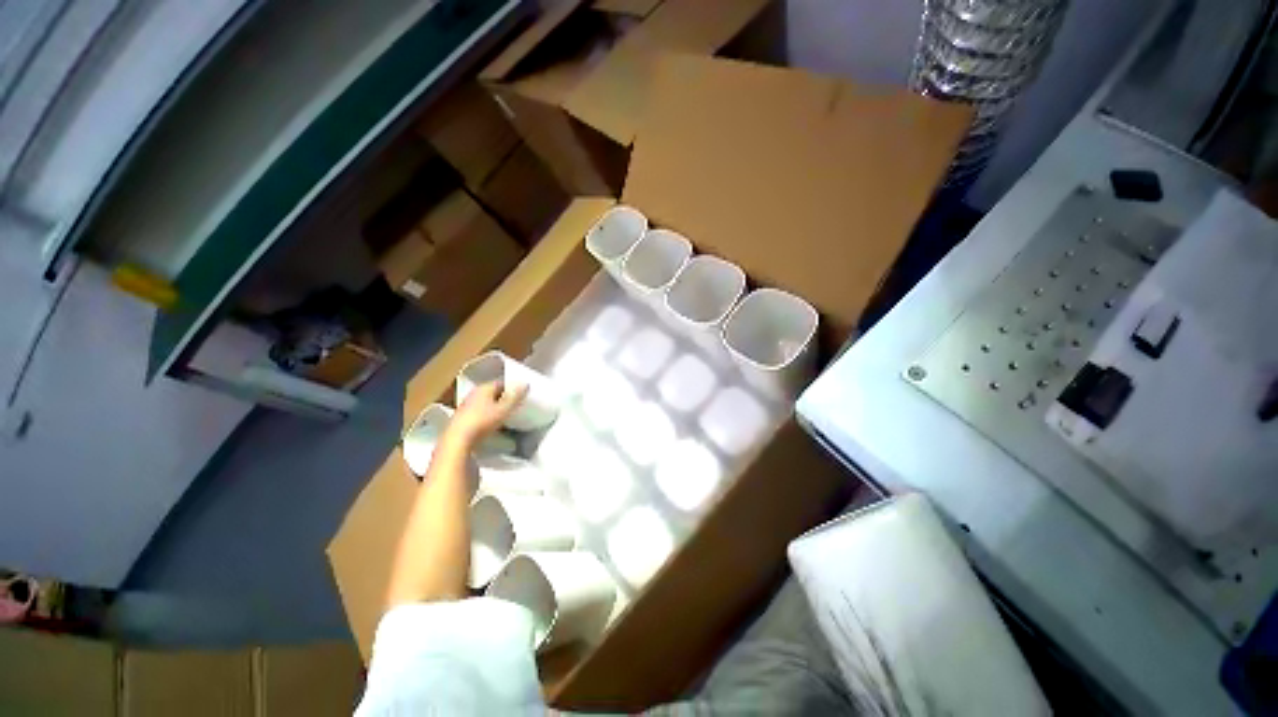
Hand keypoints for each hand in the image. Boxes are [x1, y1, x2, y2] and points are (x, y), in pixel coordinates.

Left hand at [446, 381, 527, 447]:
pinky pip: (479, 412)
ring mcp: (466, 406)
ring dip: (495, 407)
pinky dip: (487, 415)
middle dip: (504, 397)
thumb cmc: (483, 421)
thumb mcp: (504, 409)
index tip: (521, 394)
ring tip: (506, 415)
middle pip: (493, 392)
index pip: (501, 382)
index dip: (512, 387)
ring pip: (485, 402)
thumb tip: (525, 384)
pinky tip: (492, 423)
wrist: (457, 440)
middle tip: (515, 404)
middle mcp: (473, 393)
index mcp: (484, 388)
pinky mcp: (462, 418)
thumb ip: (515, 397)